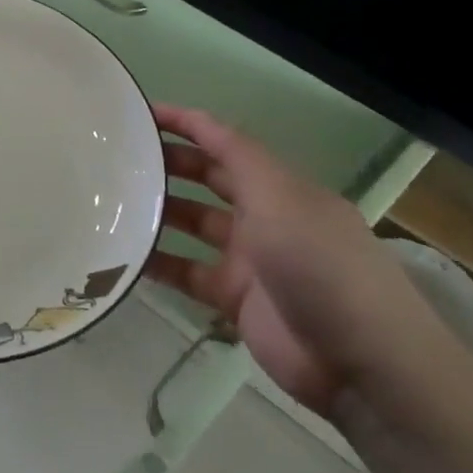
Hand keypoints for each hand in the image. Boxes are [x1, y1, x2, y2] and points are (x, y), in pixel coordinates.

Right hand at [145, 103, 441, 414]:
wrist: (361, 361)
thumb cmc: (320, 265)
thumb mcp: (281, 198)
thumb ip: (237, 159)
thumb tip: (200, 123)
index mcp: (280, 187)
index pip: (226, 142)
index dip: (187, 123)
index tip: (141, 111)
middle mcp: (264, 216)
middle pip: (207, 179)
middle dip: (168, 163)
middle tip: (118, 156)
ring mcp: (249, 259)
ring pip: (192, 224)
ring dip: (158, 210)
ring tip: (111, 200)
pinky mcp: (234, 298)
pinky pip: (186, 272)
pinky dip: (157, 262)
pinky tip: (122, 254)